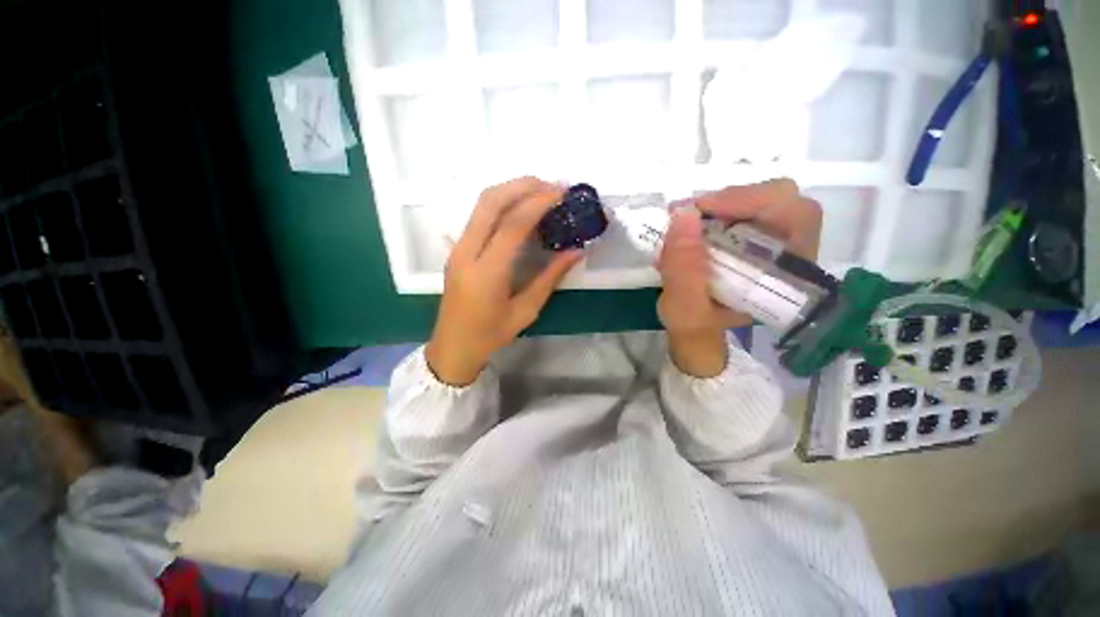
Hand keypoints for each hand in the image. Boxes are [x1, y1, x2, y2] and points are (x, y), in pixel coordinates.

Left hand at [426, 177, 582, 385]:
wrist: (453, 345)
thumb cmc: (491, 334)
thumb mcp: (526, 311)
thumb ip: (550, 278)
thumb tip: (576, 251)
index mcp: (487, 273)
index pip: (513, 225)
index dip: (538, 203)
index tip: (562, 192)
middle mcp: (467, 253)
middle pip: (491, 203)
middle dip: (522, 186)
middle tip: (552, 185)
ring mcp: (458, 248)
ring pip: (481, 204)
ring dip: (511, 189)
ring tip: (540, 189)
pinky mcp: (457, 248)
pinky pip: (479, 215)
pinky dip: (502, 203)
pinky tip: (520, 206)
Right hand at [658, 178, 821, 376]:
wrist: (695, 330)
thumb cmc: (695, 325)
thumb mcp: (685, 309)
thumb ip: (684, 270)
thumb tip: (684, 215)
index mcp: (785, 276)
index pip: (797, 216)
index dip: (754, 200)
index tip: (703, 209)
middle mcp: (787, 253)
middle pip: (779, 200)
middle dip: (730, 200)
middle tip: (689, 213)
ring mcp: (769, 242)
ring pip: (757, 200)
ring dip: (717, 206)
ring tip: (683, 223)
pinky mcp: (750, 237)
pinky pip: (738, 209)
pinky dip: (711, 212)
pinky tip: (689, 228)